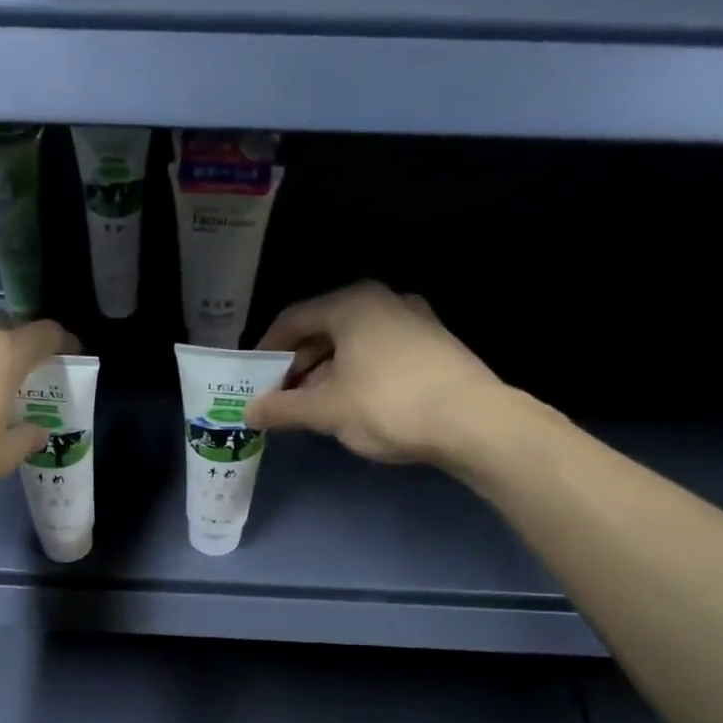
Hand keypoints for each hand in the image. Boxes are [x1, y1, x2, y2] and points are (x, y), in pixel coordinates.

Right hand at [246, 282, 514, 468]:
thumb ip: (283, 408)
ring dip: (325, 373)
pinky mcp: (433, 345)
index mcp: (352, 303)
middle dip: (297, 364)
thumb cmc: (388, 405)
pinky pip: (378, 353)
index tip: (252, 377)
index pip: (294, 318)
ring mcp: (414, 320)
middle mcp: (383, 301)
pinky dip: (355, 374)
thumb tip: (248, 412)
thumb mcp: (327, 410)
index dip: (267, 348)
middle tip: (279, 396)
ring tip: (310, 407)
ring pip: (353, 343)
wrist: (473, 422)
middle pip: (324, 329)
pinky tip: (350, 405)